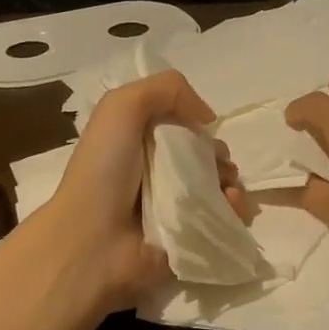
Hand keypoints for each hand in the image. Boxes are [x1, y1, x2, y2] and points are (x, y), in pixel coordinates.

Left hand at [40, 69, 242, 311]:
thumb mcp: (122, 107)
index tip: (204, 132)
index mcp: (141, 144)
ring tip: (227, 189)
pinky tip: (232, 206)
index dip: (199, 127)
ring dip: (232, 182)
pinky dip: (235, 210)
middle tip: (218, 166)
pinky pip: (225, 220)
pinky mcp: (190, 239)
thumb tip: (206, 117)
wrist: (93, 240)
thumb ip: (167, 90)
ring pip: (220, 188)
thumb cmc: (105, 169)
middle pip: (206, 158)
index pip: (184, 129)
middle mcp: (159, 175)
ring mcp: (175, 210)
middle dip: (220, 157)